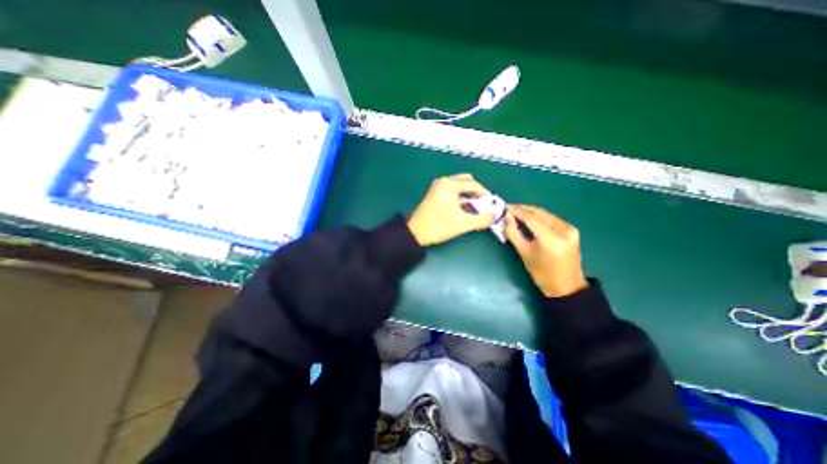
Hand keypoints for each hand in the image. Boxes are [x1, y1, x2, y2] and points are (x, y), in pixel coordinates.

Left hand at [407, 174, 495, 245]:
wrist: (415, 233)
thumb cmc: (438, 226)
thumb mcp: (463, 223)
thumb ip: (482, 219)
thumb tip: (495, 216)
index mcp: (449, 185)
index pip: (473, 185)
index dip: (485, 194)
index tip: (491, 204)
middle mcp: (443, 182)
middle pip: (466, 182)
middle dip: (476, 192)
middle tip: (483, 204)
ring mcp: (437, 188)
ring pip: (458, 187)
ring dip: (468, 195)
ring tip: (475, 208)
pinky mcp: (433, 195)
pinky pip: (451, 192)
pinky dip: (459, 198)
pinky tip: (463, 209)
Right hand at [504, 202, 586, 297]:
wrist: (567, 286)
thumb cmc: (542, 273)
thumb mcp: (524, 253)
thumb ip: (513, 233)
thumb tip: (506, 217)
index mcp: (551, 239)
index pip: (531, 218)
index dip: (517, 211)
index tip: (505, 207)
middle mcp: (563, 229)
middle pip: (539, 212)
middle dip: (523, 209)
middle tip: (509, 208)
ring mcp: (570, 229)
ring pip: (546, 214)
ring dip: (531, 212)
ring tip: (517, 213)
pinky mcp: (572, 230)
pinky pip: (552, 218)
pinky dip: (539, 217)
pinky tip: (530, 219)